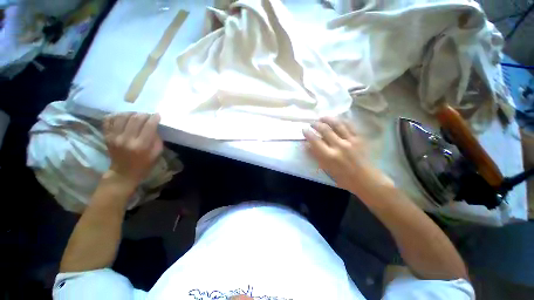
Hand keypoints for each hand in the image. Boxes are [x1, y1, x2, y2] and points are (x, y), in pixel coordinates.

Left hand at [103, 113, 162, 186]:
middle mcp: (126, 139)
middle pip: (135, 119)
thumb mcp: (157, 153)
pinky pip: (109, 120)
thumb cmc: (144, 164)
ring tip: (136, 115)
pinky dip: (116, 115)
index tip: (157, 115)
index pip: (149, 126)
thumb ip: (157, 139)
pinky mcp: (106, 136)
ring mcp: (114, 137)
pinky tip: (123, 117)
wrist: (123, 173)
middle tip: (148, 115)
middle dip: (144, 114)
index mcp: (141, 145)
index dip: (154, 118)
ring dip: (131, 113)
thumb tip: (154, 126)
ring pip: (122, 116)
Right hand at [303, 117, 392, 193]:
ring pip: (337, 124)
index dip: (308, 133)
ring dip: (328, 119)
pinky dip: (342, 120)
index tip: (304, 129)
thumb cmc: (343, 177)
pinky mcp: (359, 138)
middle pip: (325, 129)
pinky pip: (350, 125)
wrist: (365, 179)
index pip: (315, 140)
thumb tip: (306, 145)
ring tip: (322, 117)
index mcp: (329, 156)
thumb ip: (316, 155)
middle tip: (312, 123)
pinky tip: (337, 119)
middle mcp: (339, 146)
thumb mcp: (326, 168)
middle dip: (316, 124)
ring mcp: (351, 140)